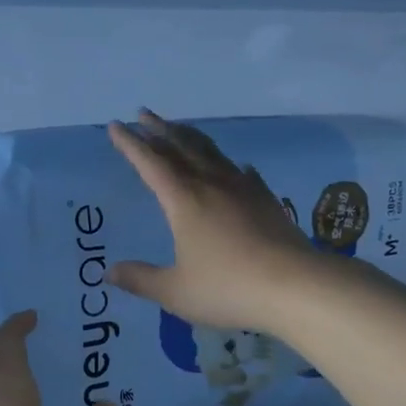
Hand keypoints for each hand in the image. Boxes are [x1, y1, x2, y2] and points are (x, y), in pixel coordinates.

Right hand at [107, 110, 327, 334]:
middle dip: (159, 130)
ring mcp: (243, 189)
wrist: (296, 286)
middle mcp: (212, 184)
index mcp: (184, 200)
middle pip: (181, 147)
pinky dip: (231, 165)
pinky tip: (237, 167)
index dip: (131, 144)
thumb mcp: (176, 292)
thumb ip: (141, 280)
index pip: (150, 163)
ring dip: (191, 137)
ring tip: (179, 128)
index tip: (115, 126)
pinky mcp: (267, 200)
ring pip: (212, 152)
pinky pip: (243, 173)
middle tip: (143, 114)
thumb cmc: (228, 288)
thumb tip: (109, 272)